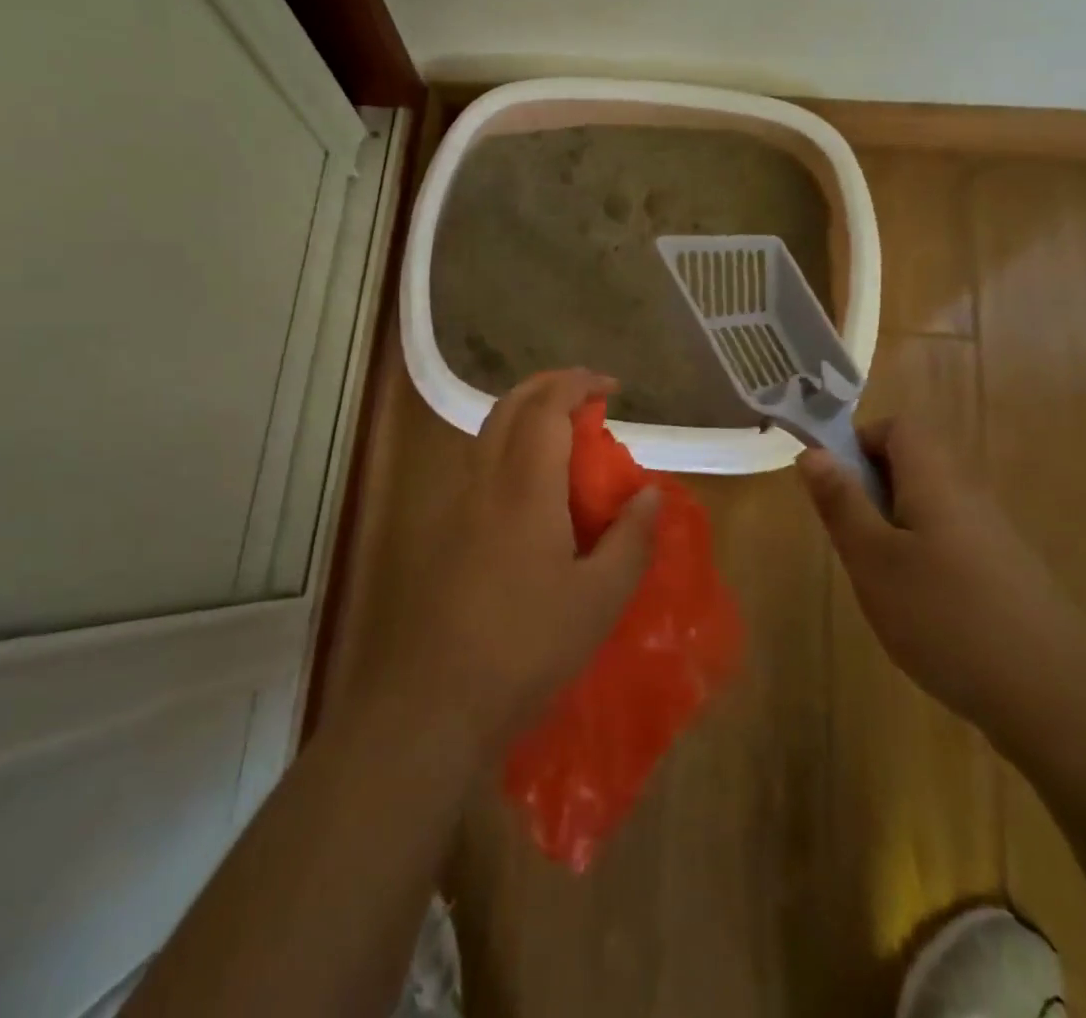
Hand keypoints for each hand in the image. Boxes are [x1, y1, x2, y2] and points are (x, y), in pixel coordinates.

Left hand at [386, 369, 659, 757]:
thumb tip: (650, 495)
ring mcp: (455, 504)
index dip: (578, 385)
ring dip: (525, 416)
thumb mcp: (598, 600)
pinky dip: (508, 449)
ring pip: (488, 433)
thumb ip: (630, 541)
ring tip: (564, 438)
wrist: (434, 699)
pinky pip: (478, 465)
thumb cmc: (526, 647)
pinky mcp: (441, 530)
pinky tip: (530, 489)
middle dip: (548, 386)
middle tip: (586, 397)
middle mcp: (484, 481)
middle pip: (509, 406)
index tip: (611, 388)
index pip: (547, 408)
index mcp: (525, 487)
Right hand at [797, 419, 1085, 738]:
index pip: (898, 427)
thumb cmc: (946, 617)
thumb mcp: (873, 559)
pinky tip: (920, 612)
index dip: (859, 442)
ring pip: (930, 508)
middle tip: (852, 540)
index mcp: (936, 480)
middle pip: (914, 465)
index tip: (834, 486)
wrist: (1058, 700)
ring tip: (880, 581)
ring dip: (893, 528)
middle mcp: (969, 496)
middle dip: (871, 491)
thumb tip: (813, 452)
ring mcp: (994, 538)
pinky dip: (923, 560)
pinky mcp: (1007, 576)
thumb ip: (841, 502)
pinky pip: (951, 543)